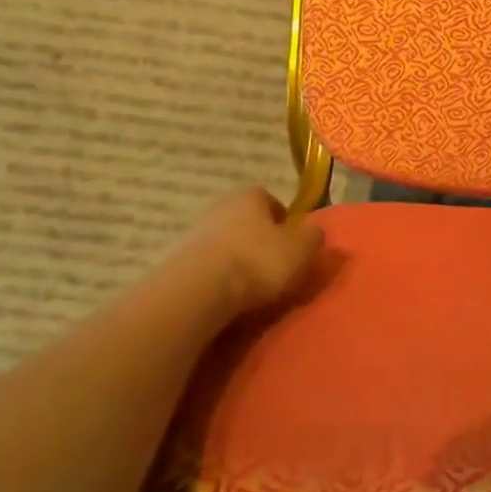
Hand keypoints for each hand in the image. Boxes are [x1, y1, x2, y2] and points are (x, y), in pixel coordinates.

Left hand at [182, 187, 325, 316]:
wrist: (197, 290)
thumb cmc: (257, 261)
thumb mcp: (301, 250)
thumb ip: (313, 237)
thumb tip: (314, 231)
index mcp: (251, 196)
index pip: (272, 202)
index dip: (284, 223)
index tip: (291, 247)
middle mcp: (220, 205)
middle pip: (246, 221)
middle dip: (259, 240)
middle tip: (273, 266)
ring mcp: (194, 231)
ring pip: (225, 242)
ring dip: (236, 258)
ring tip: (249, 286)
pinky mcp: (176, 259)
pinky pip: (207, 264)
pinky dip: (217, 276)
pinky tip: (226, 295)